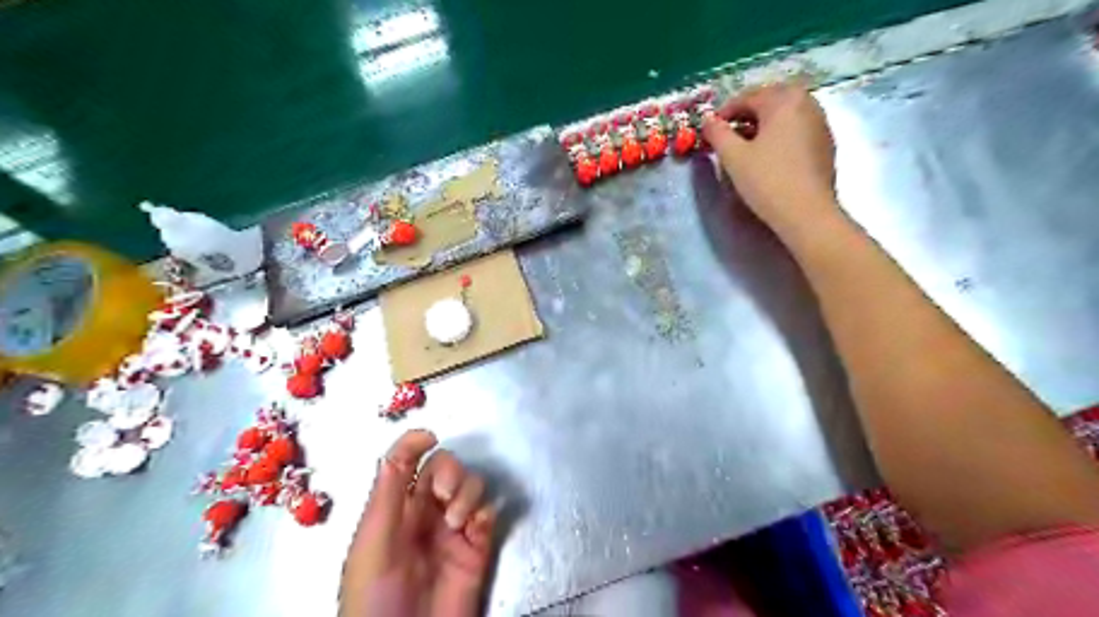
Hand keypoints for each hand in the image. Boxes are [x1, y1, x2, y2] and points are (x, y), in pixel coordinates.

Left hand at [339, 431, 497, 614]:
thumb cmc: (375, 598)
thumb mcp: (373, 544)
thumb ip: (387, 495)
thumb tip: (399, 447)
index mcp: (394, 509)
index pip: (406, 462)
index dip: (416, 443)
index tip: (429, 438)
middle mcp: (425, 512)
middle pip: (444, 467)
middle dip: (448, 471)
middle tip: (442, 495)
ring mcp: (453, 528)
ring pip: (470, 485)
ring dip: (466, 493)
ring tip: (456, 522)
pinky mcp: (477, 545)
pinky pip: (489, 512)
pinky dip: (485, 510)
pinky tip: (475, 528)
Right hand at [703, 80, 844, 237]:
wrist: (806, 213)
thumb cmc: (767, 181)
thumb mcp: (733, 157)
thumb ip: (717, 133)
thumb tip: (708, 120)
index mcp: (784, 99)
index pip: (747, 97)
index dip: (724, 113)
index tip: (710, 130)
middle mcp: (807, 103)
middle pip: (769, 102)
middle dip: (745, 117)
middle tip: (727, 137)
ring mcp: (820, 123)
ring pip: (784, 116)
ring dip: (763, 126)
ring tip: (745, 148)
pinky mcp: (825, 144)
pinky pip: (796, 131)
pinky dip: (779, 137)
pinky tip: (768, 158)